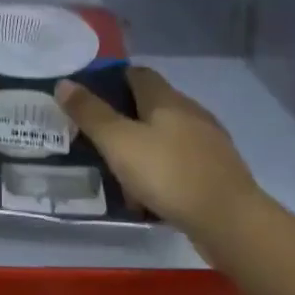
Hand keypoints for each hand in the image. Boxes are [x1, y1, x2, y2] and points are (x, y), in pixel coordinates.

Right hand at [55, 67, 262, 253]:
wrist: (229, 221)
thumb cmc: (168, 173)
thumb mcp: (119, 142)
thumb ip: (91, 113)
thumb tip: (64, 83)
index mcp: (167, 99)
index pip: (138, 74)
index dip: (113, 78)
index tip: (89, 93)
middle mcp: (191, 113)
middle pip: (153, 104)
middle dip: (125, 116)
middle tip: (96, 134)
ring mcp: (208, 143)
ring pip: (167, 135)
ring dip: (143, 145)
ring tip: (118, 166)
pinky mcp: (216, 172)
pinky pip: (180, 162)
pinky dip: (161, 169)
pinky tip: (148, 192)